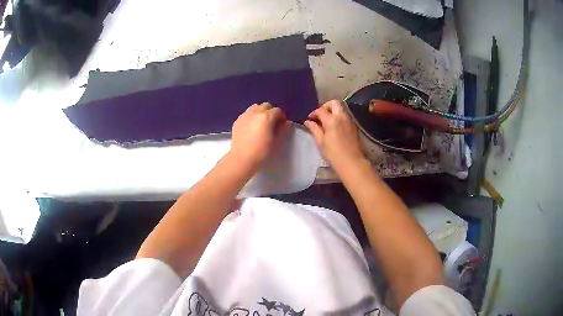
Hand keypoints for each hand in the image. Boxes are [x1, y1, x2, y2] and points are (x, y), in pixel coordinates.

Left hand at [230, 103, 291, 169]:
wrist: (242, 158)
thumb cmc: (262, 151)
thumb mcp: (277, 142)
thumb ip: (284, 130)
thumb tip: (288, 123)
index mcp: (267, 116)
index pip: (277, 110)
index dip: (282, 117)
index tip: (282, 125)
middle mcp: (255, 112)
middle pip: (266, 106)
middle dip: (271, 112)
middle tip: (272, 123)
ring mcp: (245, 115)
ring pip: (255, 107)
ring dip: (260, 112)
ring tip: (261, 123)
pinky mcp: (237, 121)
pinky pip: (247, 114)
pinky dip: (251, 116)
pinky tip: (251, 127)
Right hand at [304, 100, 365, 169]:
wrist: (352, 162)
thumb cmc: (334, 154)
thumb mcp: (321, 142)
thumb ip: (314, 129)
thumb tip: (308, 122)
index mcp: (332, 120)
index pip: (321, 110)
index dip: (313, 113)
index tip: (309, 119)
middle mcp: (342, 117)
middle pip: (334, 103)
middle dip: (325, 106)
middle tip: (320, 115)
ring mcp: (350, 120)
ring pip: (341, 108)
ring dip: (333, 111)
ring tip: (326, 122)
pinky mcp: (354, 126)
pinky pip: (345, 116)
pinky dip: (338, 117)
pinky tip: (334, 127)